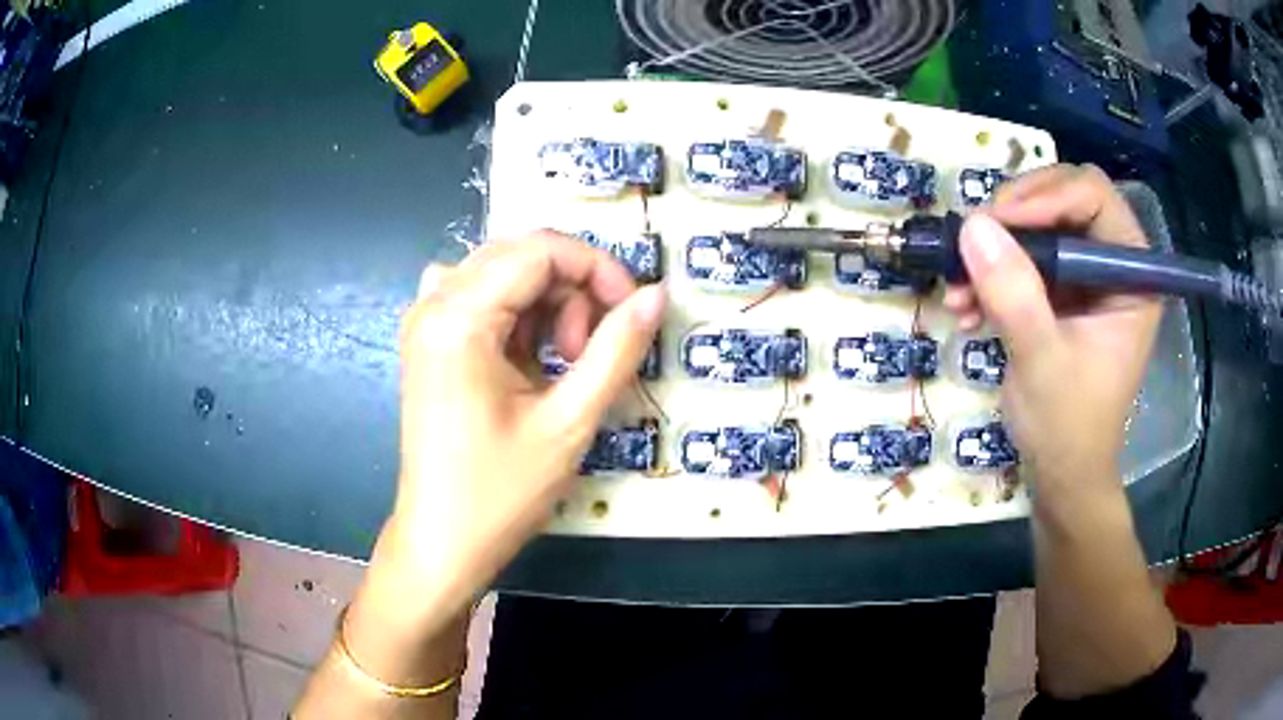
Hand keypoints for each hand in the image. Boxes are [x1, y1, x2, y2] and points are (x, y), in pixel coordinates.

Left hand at [354, 232, 665, 650]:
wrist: (441, 543)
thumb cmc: (500, 493)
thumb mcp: (570, 422)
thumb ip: (617, 350)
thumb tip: (657, 294)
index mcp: (458, 316)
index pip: (540, 250)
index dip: (598, 269)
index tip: (632, 313)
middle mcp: (433, 302)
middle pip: (522, 254)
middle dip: (573, 289)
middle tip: (591, 353)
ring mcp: (426, 319)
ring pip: (506, 274)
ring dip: (549, 306)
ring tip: (564, 366)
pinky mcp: (430, 340)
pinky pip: (484, 299)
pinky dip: (520, 316)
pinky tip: (529, 359)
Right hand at [943, 165, 1161, 488]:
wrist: (1060, 474)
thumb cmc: (1068, 427)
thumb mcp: (1042, 362)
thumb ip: (1015, 295)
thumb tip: (973, 225)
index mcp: (1133, 275)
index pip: (1094, 196)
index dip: (1046, 195)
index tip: (998, 221)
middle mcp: (1113, 264)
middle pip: (1063, 197)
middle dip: (1016, 215)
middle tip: (976, 239)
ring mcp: (1085, 277)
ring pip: (1038, 224)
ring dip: (995, 249)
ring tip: (959, 286)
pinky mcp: (1061, 292)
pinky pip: (1023, 257)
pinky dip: (991, 274)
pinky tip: (966, 306)